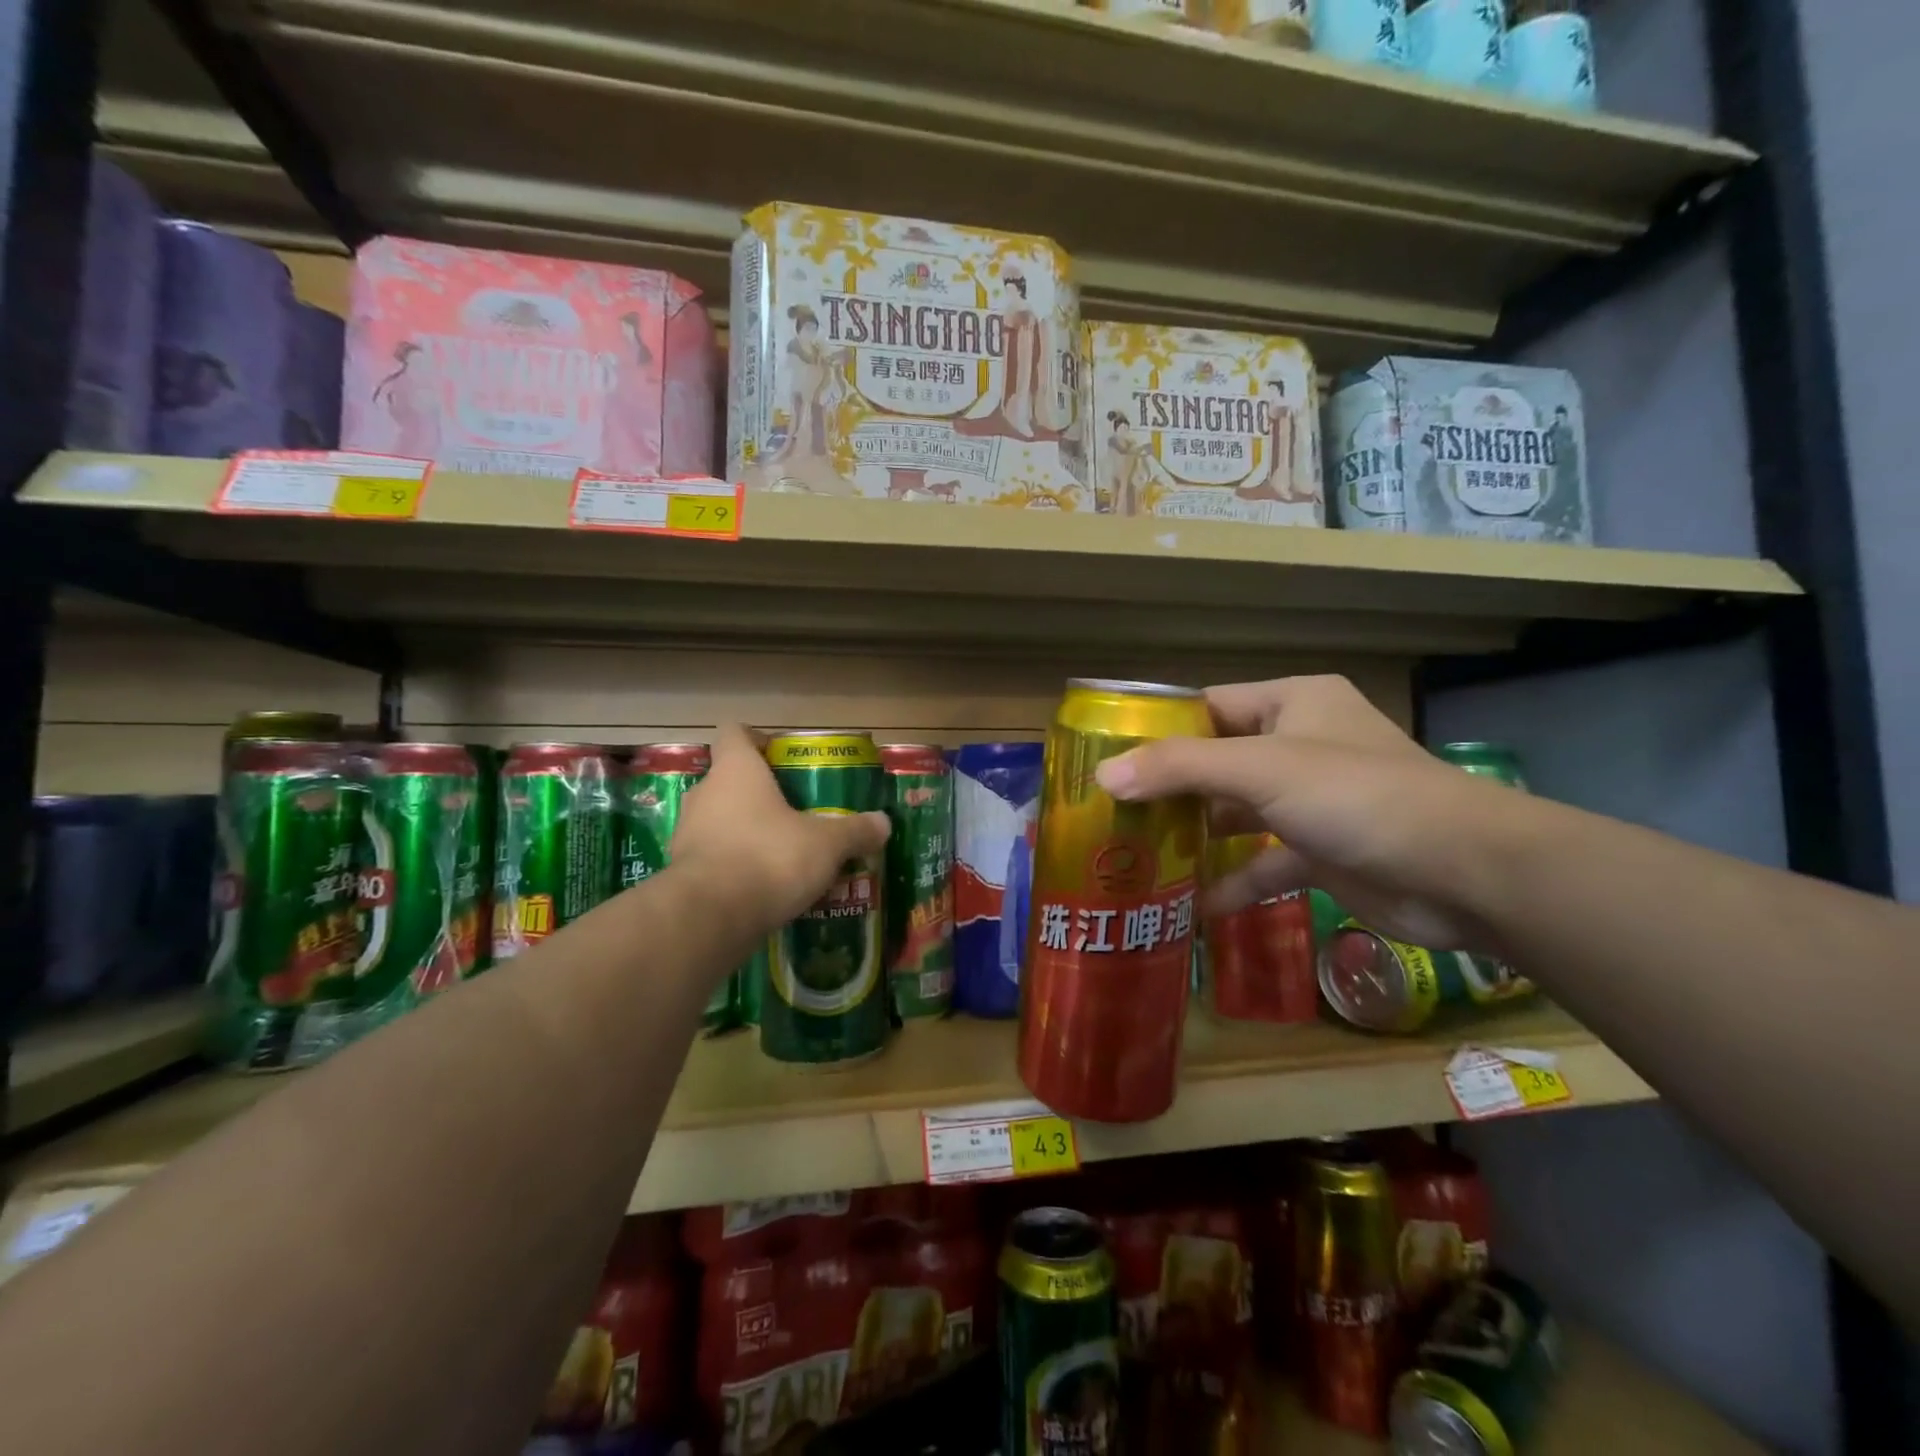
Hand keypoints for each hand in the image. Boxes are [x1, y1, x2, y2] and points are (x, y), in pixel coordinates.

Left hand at [668, 724, 890, 931]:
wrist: (710, 918)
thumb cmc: (770, 857)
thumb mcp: (827, 844)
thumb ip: (855, 831)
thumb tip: (883, 823)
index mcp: (737, 771)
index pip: (734, 733)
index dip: (756, 739)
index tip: (780, 756)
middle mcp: (705, 794)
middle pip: (729, 780)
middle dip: (759, 794)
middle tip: (794, 812)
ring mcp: (686, 834)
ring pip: (719, 821)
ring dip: (745, 832)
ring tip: (782, 853)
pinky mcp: (681, 873)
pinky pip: (713, 859)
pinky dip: (733, 867)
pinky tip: (762, 887)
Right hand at [1093, 676, 1518, 950]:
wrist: (1464, 873)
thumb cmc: (1357, 796)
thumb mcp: (1261, 770)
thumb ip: (1180, 768)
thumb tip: (1103, 775)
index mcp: (1292, 703)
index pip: (1208, 706)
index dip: (1159, 729)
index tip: (1109, 757)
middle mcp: (1300, 744)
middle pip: (1218, 762)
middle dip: (1170, 790)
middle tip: (1114, 814)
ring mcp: (1313, 800)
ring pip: (1238, 813)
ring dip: (1198, 837)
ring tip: (1140, 858)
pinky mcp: (1324, 850)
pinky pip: (1265, 861)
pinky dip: (1235, 881)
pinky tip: (1195, 908)